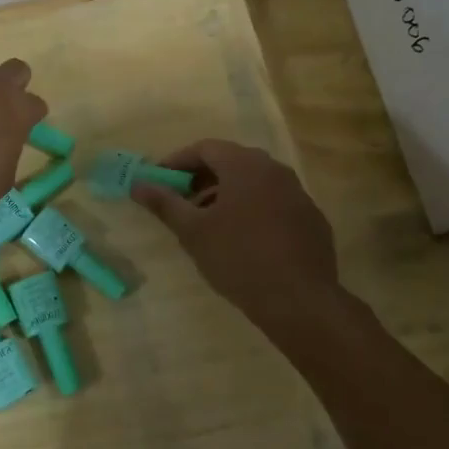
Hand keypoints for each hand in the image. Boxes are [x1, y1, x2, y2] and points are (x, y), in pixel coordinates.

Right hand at [131, 139, 337, 323]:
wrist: (299, 300)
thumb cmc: (238, 258)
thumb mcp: (193, 231)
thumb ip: (164, 203)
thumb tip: (138, 184)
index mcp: (245, 165)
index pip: (205, 148)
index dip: (178, 162)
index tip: (159, 181)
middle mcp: (275, 170)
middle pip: (231, 162)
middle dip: (202, 179)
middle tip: (181, 202)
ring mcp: (298, 194)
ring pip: (254, 183)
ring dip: (227, 195)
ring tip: (208, 223)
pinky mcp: (311, 219)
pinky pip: (274, 203)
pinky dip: (252, 210)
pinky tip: (242, 240)